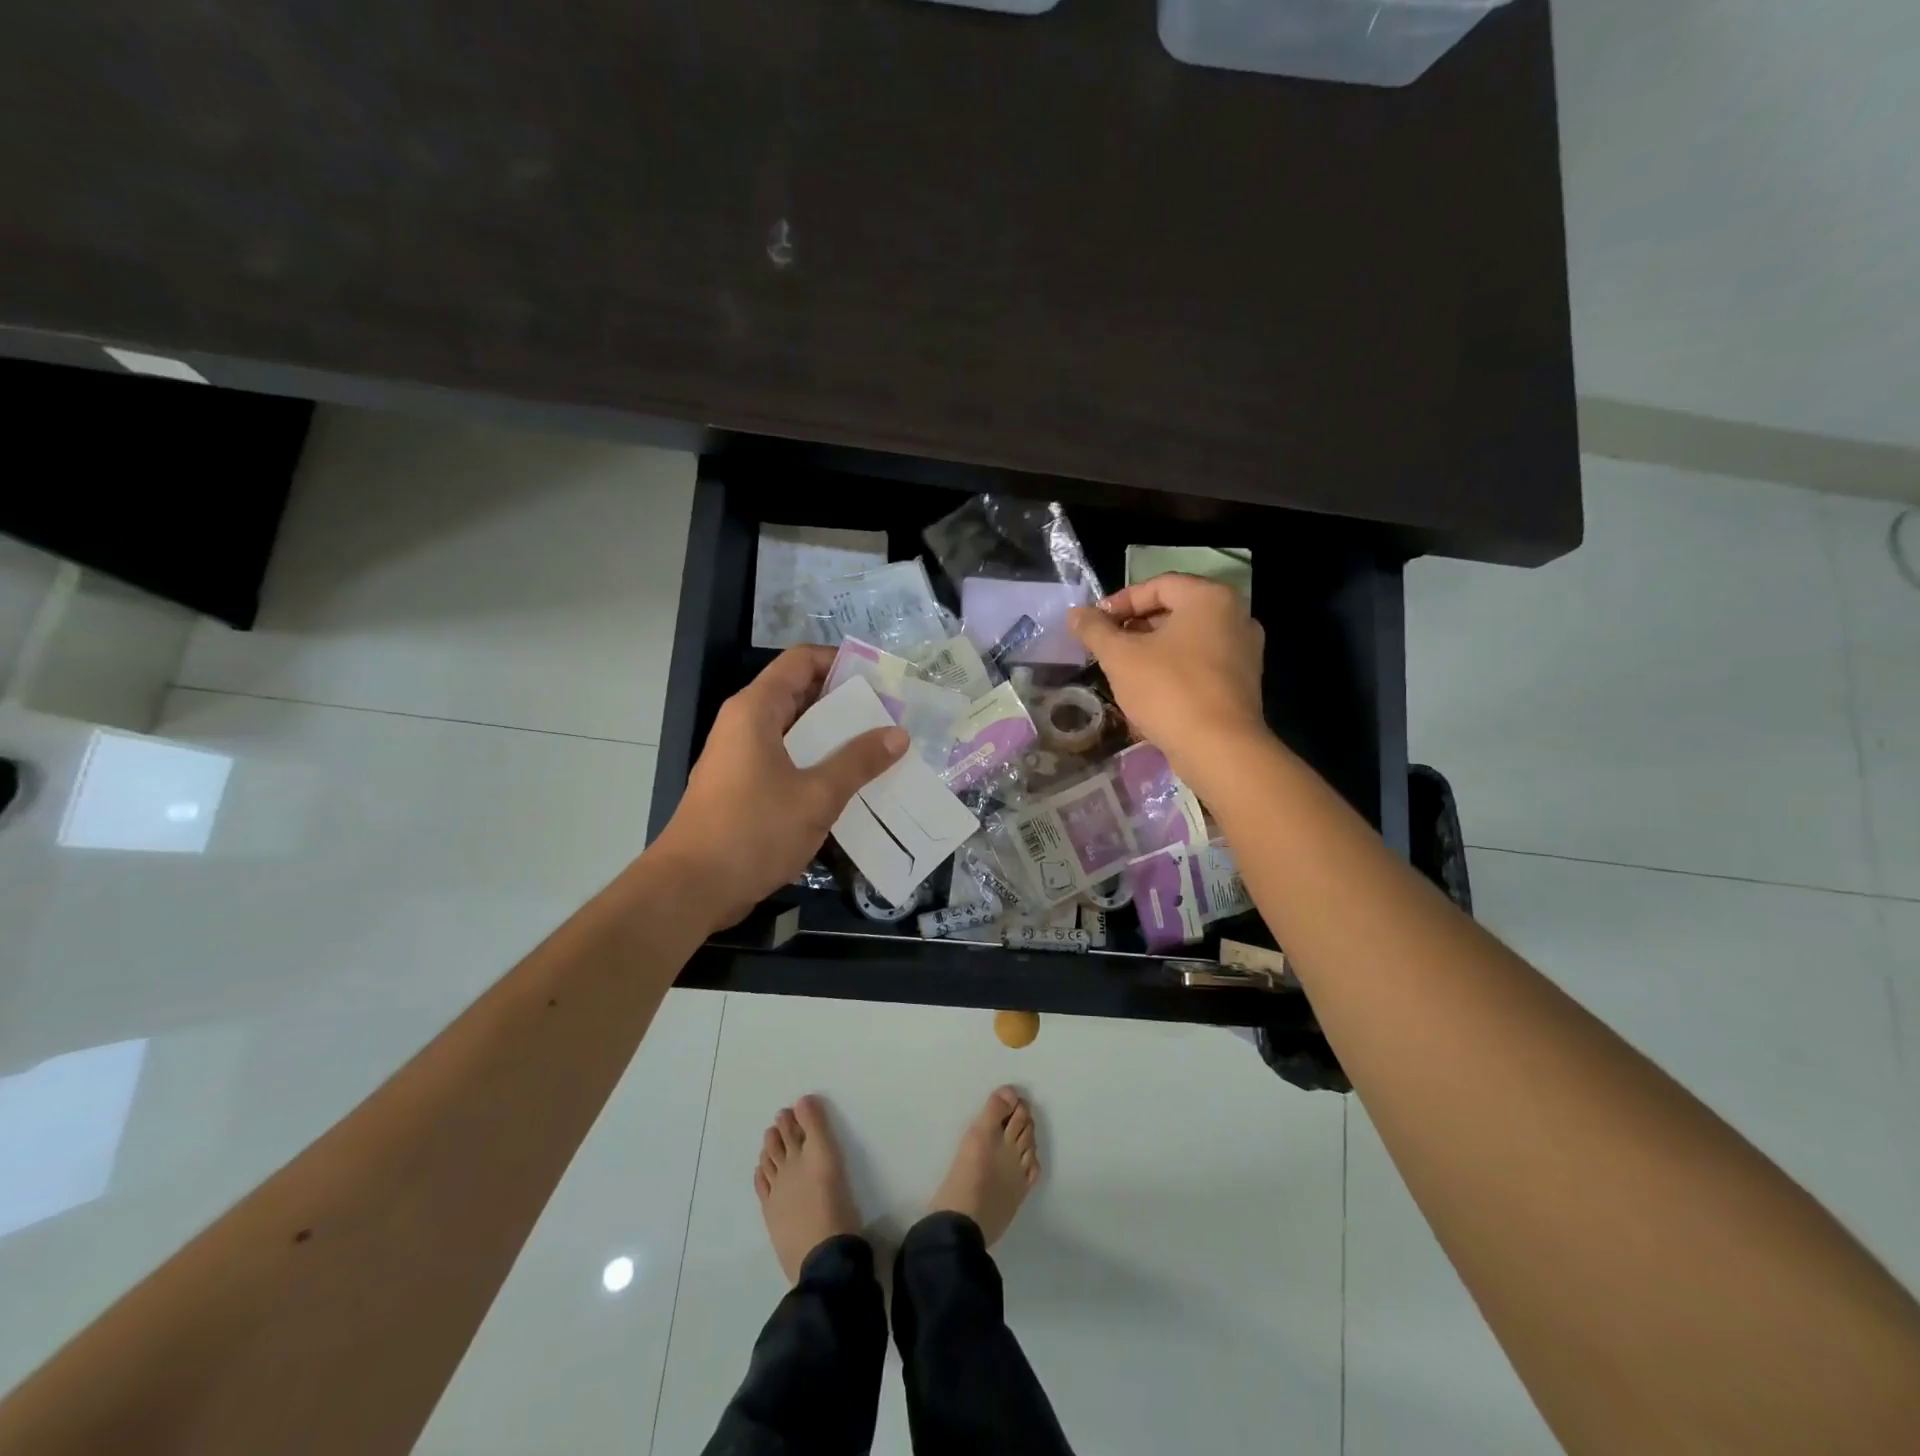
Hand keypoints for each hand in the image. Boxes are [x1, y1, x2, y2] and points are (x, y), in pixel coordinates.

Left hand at [651, 646, 906, 933]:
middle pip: (800, 695)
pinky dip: (817, 766)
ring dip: (835, 739)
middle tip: (891, 718)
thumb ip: (858, 762)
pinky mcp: (742, 788)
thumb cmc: (752, 831)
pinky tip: (850, 786)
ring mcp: (741, 758)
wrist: (690, 888)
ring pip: (795, 733)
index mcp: (756, 710)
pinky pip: (787, 762)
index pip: (801, 661)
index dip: (840, 662)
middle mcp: (745, 724)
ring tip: (880, 751)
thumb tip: (897, 733)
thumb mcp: (816, 796)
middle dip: (845, 704)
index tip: (881, 680)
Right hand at [1068, 574, 1268, 782]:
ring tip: (1123, 670)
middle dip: (1135, 627)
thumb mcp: (1120, 657)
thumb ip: (1095, 630)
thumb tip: (1075, 614)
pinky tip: (1150, 691)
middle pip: (1175, 610)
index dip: (1120, 602)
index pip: (1157, 585)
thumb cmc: (1168, 690)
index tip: (1094, 624)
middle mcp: (1235, 616)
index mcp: (1209, 598)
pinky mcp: (1244, 682)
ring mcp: (1244, 650)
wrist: (1219, 749)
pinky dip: (1174, 668)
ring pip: (1188, 639)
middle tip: (1106, 646)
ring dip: (1152, 649)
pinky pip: (1202, 663)